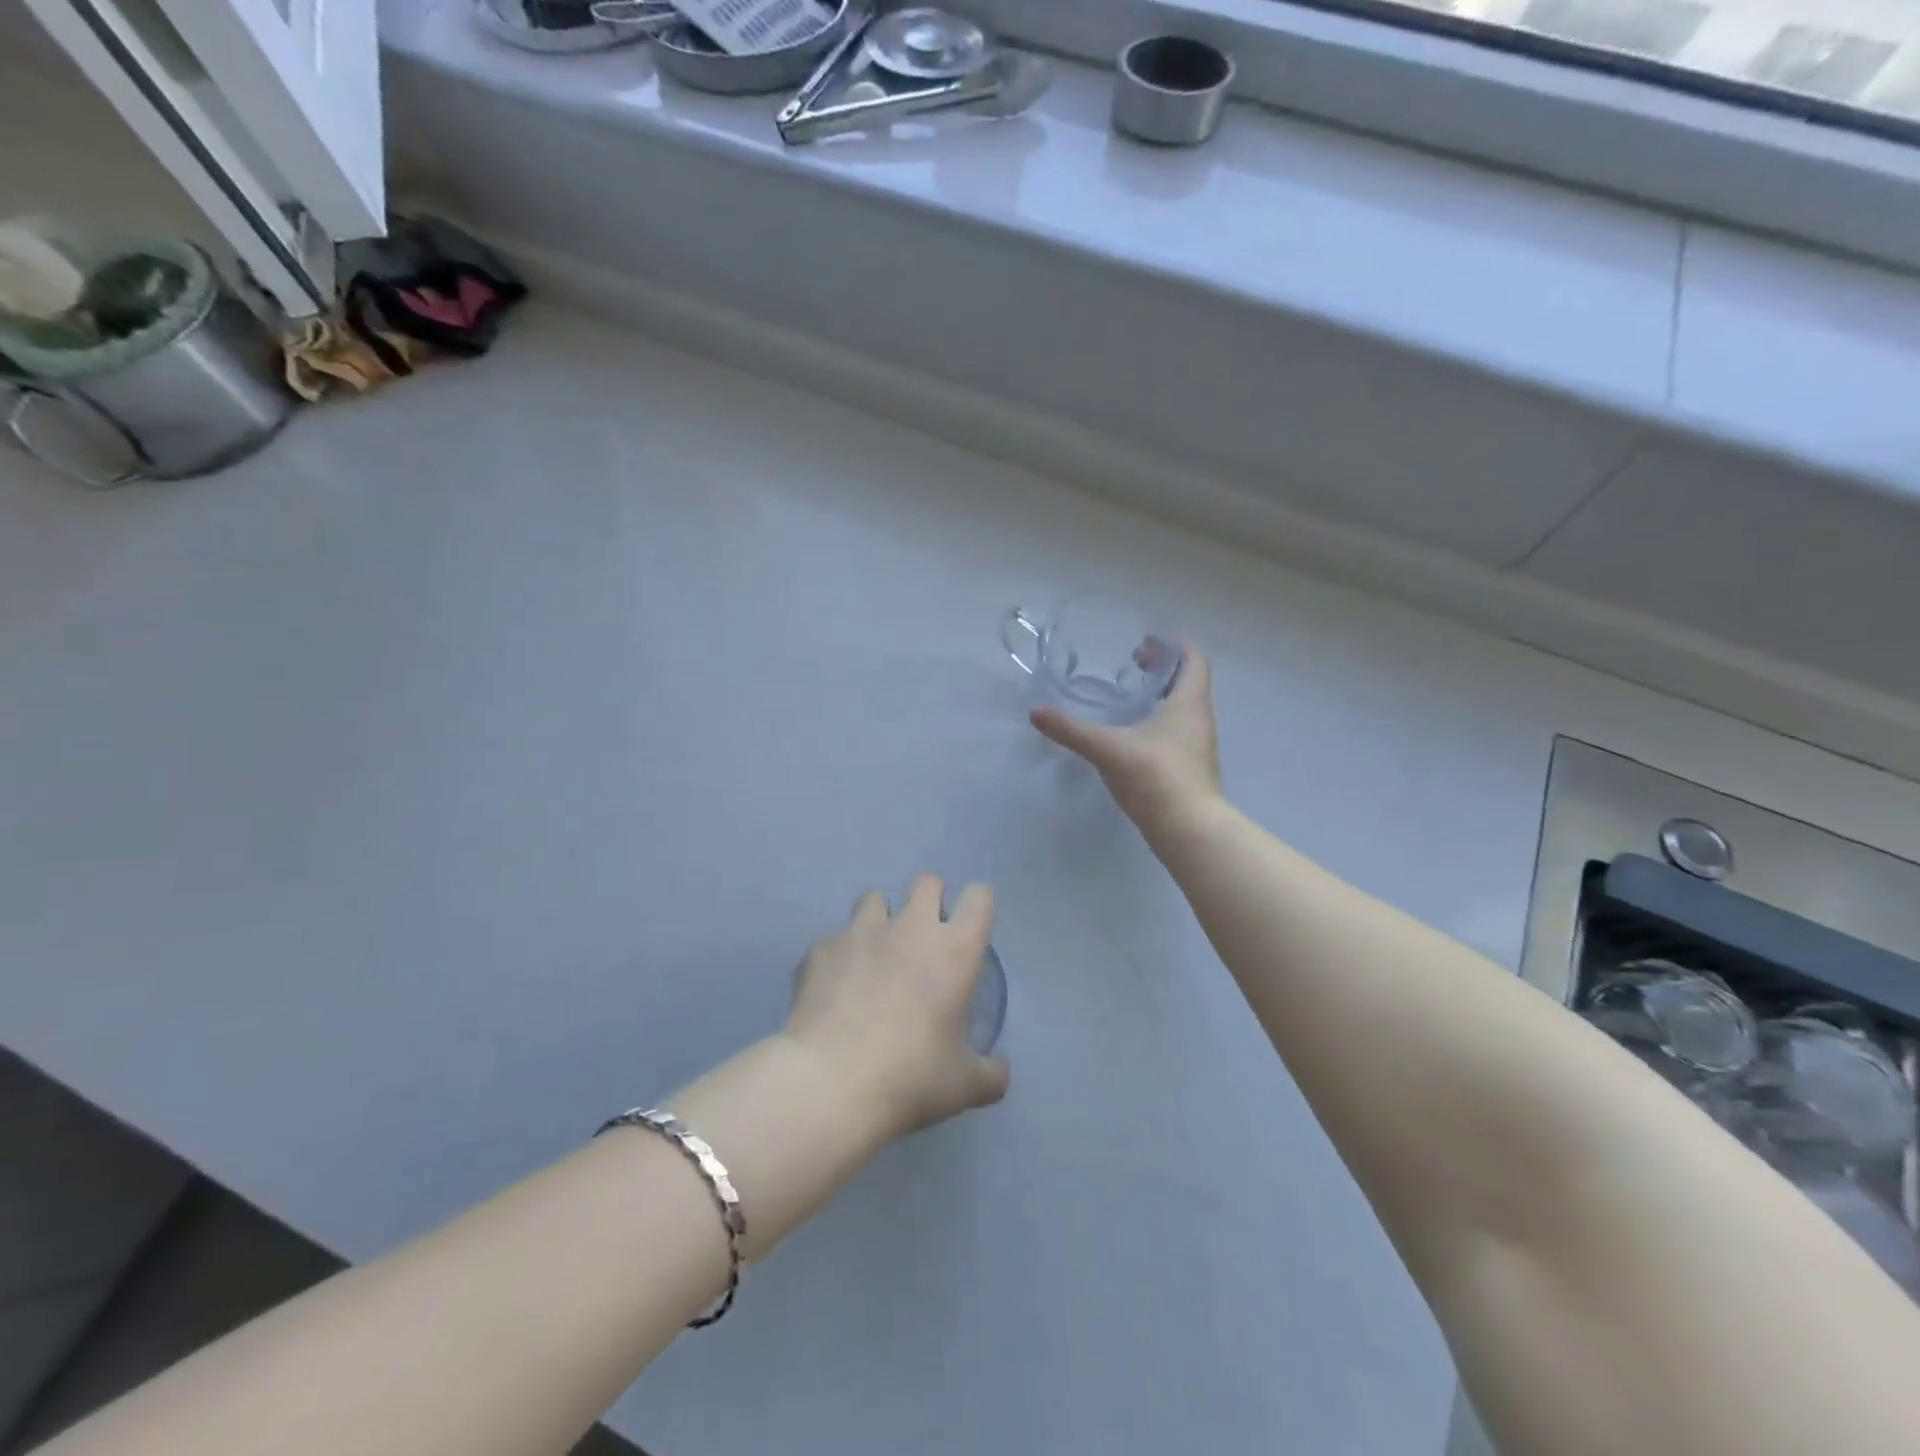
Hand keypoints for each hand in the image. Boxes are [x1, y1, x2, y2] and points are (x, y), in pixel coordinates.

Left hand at [783, 876, 1009, 1141]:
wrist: (829, 1083)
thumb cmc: (910, 1078)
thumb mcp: (965, 1086)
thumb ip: (991, 1073)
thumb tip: (1000, 1069)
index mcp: (954, 950)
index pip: (979, 897)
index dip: (978, 907)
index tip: (970, 931)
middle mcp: (910, 927)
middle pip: (926, 882)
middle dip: (929, 901)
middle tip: (924, 941)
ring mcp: (860, 932)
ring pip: (873, 897)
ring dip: (880, 919)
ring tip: (875, 955)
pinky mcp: (821, 948)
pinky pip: (834, 939)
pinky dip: (838, 956)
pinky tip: (834, 988)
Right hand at [1030, 644, 1221, 826]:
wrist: (1188, 829)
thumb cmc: (1154, 775)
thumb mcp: (1106, 748)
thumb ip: (1071, 730)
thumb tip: (1035, 712)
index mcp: (1188, 703)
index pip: (1193, 659)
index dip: (1172, 646)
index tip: (1146, 642)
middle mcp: (1199, 720)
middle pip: (1188, 682)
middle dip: (1161, 669)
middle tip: (1132, 665)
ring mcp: (1197, 747)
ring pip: (1182, 709)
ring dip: (1161, 697)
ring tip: (1129, 698)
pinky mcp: (1190, 770)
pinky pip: (1177, 734)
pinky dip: (1158, 723)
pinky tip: (1133, 736)